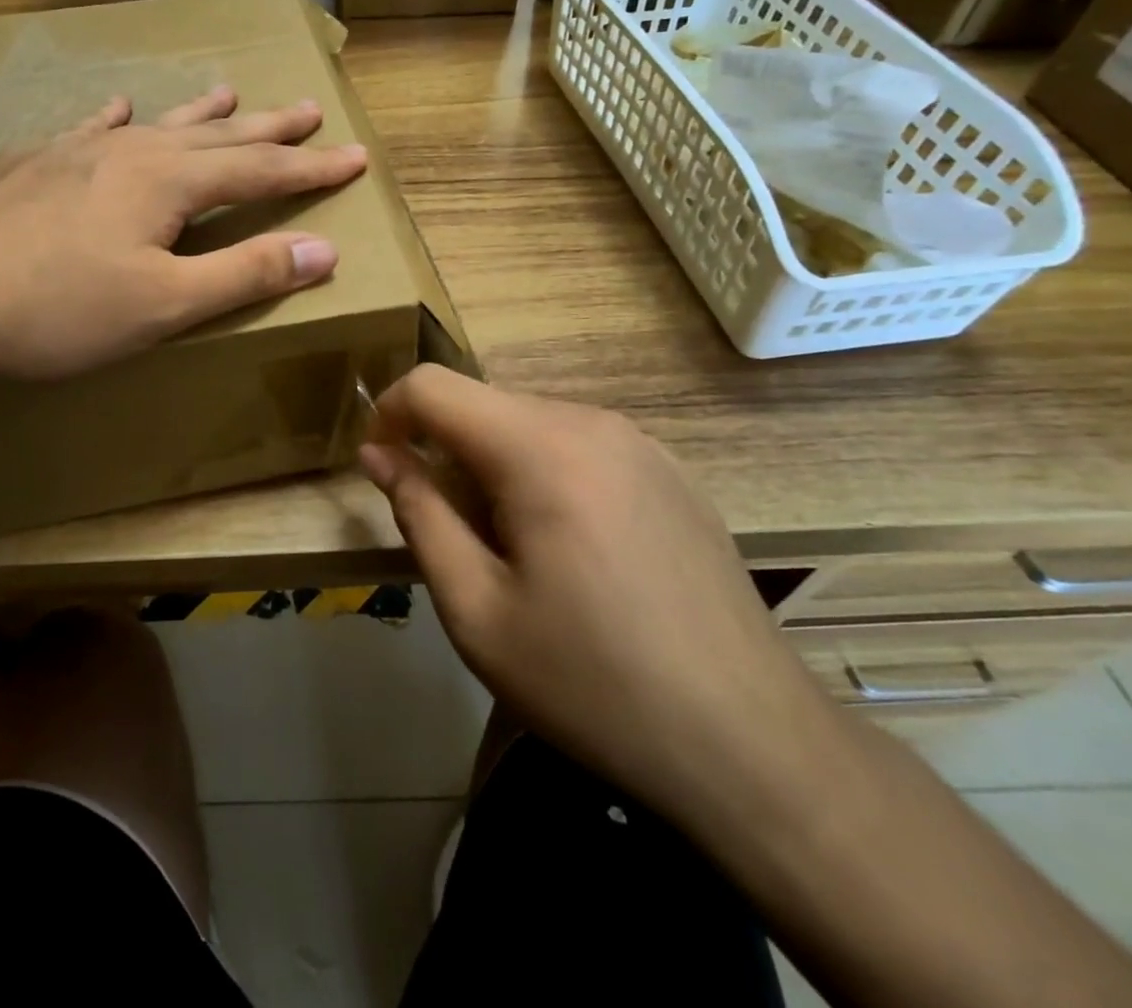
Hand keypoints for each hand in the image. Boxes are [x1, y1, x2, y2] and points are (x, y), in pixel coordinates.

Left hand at [0, 86, 366, 382]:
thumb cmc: (59, 308)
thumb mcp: (166, 303)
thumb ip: (245, 273)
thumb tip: (324, 250)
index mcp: (170, 182)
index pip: (261, 172)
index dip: (311, 169)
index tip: (355, 156)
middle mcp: (131, 151)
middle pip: (217, 136)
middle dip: (269, 130)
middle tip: (309, 109)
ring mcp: (78, 151)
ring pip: (157, 124)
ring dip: (201, 113)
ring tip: (231, 94)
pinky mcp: (34, 164)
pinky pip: (90, 129)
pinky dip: (116, 118)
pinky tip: (118, 107)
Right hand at [359, 365, 843, 824]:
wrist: (752, 745)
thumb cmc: (593, 682)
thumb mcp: (476, 610)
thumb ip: (419, 515)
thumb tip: (379, 453)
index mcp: (541, 449)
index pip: (435, 386)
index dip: (389, 413)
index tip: (379, 466)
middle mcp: (593, 423)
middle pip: (484, 405)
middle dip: (445, 451)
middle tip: (449, 534)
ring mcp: (641, 444)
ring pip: (530, 424)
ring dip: (493, 466)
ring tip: (511, 552)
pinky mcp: (671, 472)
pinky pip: (579, 446)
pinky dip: (543, 474)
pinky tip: (571, 551)